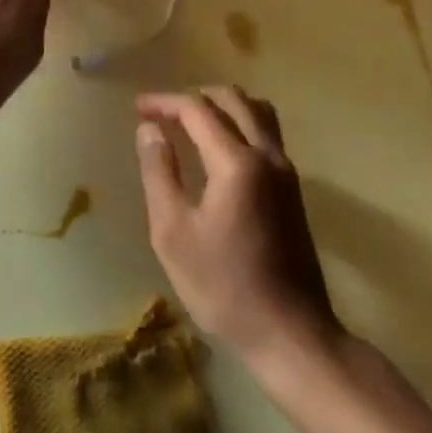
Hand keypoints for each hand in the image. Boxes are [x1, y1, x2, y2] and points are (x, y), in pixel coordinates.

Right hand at [135, 87, 339, 363]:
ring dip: (221, 105)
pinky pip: (267, 133)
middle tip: (161, 113)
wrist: (292, 335)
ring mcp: (286, 171)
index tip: (138, 108)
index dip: (164, 102)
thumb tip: (149, 129)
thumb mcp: (173, 233)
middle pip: (232, 99)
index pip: (197, 109)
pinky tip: (219, 146)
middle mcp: (267, 156)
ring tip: (190, 121)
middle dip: (192, 97)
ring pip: (257, 111)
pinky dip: (240, 122)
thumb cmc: (224, 287)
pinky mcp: (293, 189)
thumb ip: (159, 172)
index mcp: (236, 163)